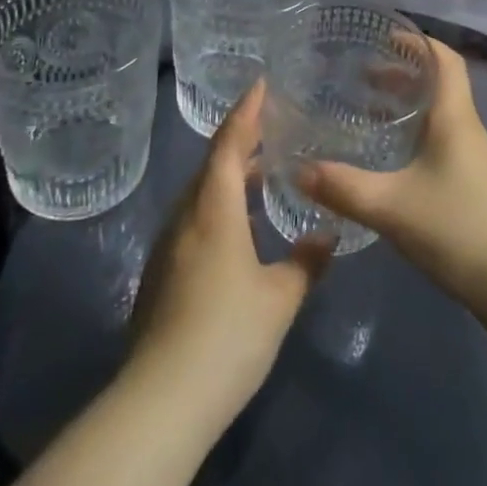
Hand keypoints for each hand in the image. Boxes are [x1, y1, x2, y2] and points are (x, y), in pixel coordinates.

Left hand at [127, 80, 331, 426]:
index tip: (261, 83)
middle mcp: (186, 216)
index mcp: (214, 208)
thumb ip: (306, 261)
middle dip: (240, 141)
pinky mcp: (160, 274)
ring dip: (229, 177)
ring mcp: (168, 246)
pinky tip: (239, 229)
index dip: (247, 110)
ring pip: (201, 194)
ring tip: (261, 175)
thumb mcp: (280, 298)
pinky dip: (218, 206)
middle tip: (271, 128)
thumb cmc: (227, 335)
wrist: (160, 402)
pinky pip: (193, 220)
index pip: (229, 142)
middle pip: (212, 164)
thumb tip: (326, 234)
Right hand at [297, 39, 486, 316]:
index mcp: (454, 116)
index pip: (444, 59)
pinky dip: (414, 135)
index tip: (384, 36)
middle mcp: (466, 128)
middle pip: (439, 84)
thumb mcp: (391, 206)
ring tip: (368, 110)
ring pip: (439, 115)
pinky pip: (440, 141)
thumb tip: (298, 168)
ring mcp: (473, 158)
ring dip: (407, 106)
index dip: (417, 42)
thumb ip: (343, 187)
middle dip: (402, 73)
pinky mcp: (473, 185)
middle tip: (362, 74)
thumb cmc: (458, 228)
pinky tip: (390, 159)